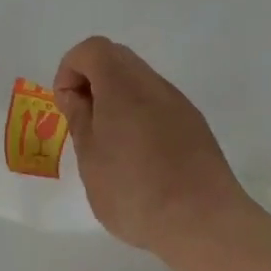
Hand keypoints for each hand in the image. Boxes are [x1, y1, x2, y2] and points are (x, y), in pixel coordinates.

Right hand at [54, 37, 252, 257]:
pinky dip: (140, 115)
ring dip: (117, 99)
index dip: (70, 70)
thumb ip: (80, 118)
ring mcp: (178, 102)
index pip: (92, 49)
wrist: (204, 221)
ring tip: (111, 145)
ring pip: (139, 81)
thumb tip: (76, 95)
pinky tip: (140, 158)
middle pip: (117, 58)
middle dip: (92, 81)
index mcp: (122, 84)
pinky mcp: (194, 124)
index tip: (67, 107)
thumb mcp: (91, 157)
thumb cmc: (134, 190)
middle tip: (84, 122)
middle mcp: (153, 83)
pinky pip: (158, 103)